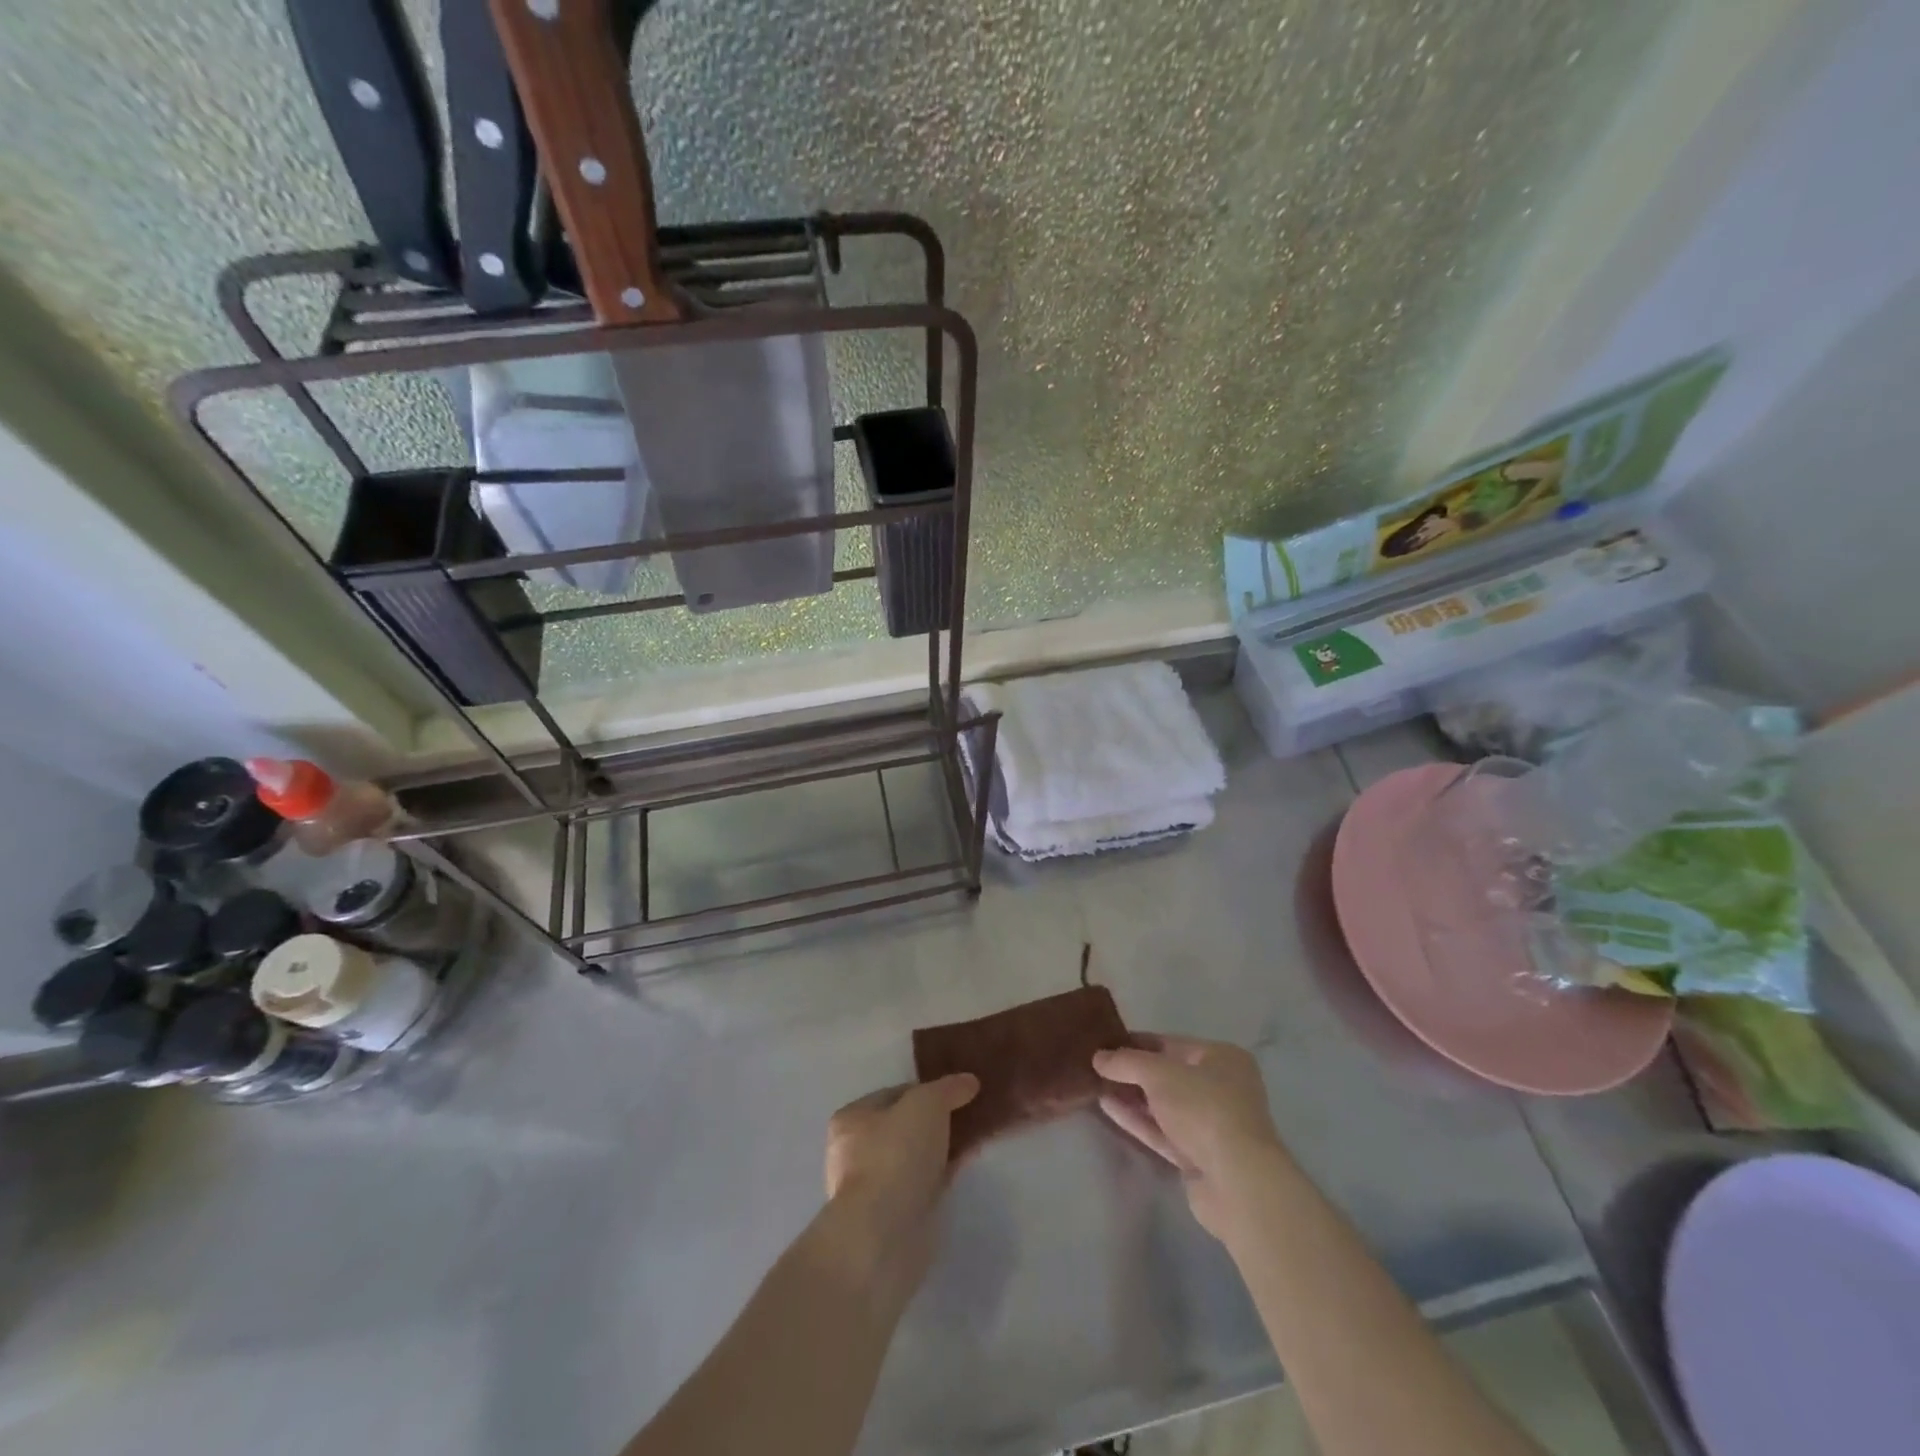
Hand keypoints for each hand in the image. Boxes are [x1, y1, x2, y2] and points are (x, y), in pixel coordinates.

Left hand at [823, 1074, 978, 1278]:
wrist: (885, 1233)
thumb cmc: (895, 1154)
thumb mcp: (926, 1103)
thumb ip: (947, 1088)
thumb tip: (968, 1081)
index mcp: (852, 1119)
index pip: (894, 1094)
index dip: (926, 1089)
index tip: (957, 1091)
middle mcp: (858, 1152)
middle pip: (907, 1126)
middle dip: (938, 1120)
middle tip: (970, 1113)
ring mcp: (877, 1187)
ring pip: (919, 1156)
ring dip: (944, 1147)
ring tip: (976, 1136)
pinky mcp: (898, 1216)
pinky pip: (928, 1182)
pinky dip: (947, 1171)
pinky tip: (970, 1161)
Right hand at [1093, 1035, 1285, 1237]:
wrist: (1238, 1183)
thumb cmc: (1204, 1109)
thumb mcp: (1160, 1074)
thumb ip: (1126, 1062)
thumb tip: (1098, 1057)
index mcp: (1222, 1058)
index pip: (1171, 1043)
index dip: (1137, 1042)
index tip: (1105, 1043)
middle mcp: (1221, 1088)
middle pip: (1168, 1075)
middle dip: (1133, 1072)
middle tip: (1096, 1066)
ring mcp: (1210, 1125)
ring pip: (1163, 1105)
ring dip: (1131, 1096)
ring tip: (1095, 1085)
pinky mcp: (1198, 1157)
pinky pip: (1162, 1131)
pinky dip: (1137, 1119)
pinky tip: (1107, 1107)